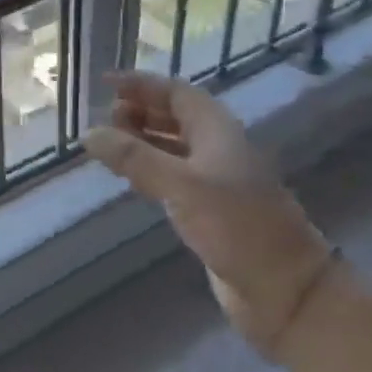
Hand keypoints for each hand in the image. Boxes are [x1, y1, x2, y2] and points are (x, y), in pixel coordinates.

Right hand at [83, 72, 331, 354]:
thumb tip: (88, 133)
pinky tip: (128, 176)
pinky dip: (148, 168)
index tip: (105, 83)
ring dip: (141, 139)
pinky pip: (172, 176)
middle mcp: (216, 148)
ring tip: (107, 143)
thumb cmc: (236, 225)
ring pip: (172, 146)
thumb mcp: (181, 185)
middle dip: (139, 110)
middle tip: (103, 118)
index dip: (141, 84)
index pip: (175, 92)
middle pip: (174, 116)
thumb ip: (134, 157)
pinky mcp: (208, 209)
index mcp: (216, 130)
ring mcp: (214, 179)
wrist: (283, 288)